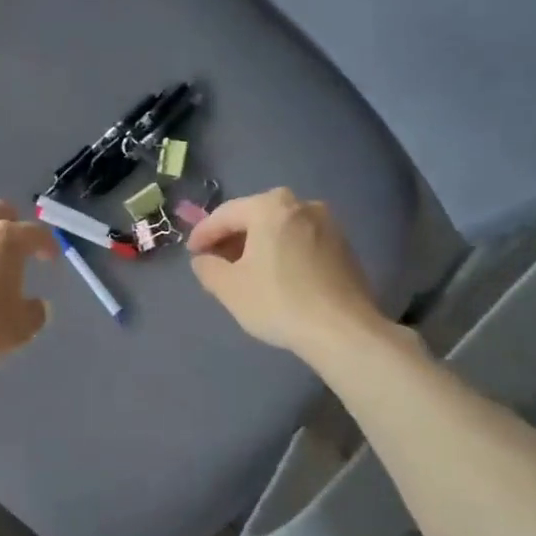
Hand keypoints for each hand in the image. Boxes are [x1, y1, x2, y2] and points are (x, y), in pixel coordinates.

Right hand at [187, 188, 383, 358]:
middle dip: (232, 238)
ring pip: (279, 229)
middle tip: (215, 260)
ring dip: (258, 245)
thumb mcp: (229, 288)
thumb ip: (207, 267)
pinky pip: (300, 241)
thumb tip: (204, 259)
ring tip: (244, 270)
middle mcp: (301, 205)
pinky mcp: (343, 246)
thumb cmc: (279, 302)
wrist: (343, 330)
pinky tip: (275, 276)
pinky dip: (282, 252)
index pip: (225, 215)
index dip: (203, 234)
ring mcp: (328, 224)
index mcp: (270, 207)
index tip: (191, 253)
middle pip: (255, 216)